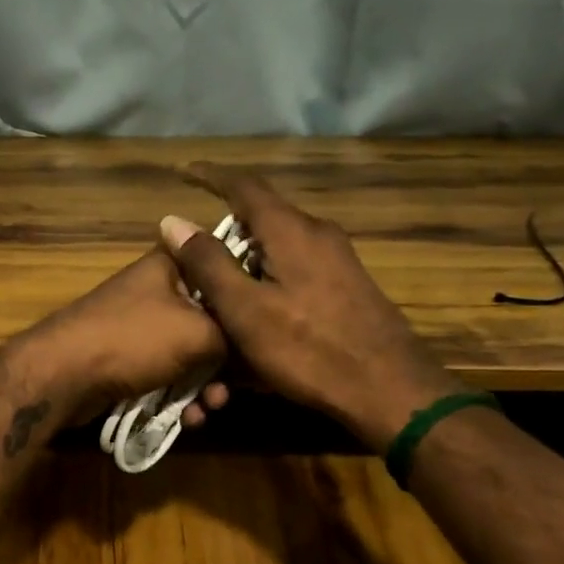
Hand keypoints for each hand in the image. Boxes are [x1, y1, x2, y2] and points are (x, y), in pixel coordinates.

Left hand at [5, 250, 232, 426]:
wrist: (64, 375)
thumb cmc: (134, 339)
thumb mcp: (199, 332)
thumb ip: (234, 334)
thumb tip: (253, 347)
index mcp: (172, 265)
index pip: (222, 268)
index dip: (247, 298)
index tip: (269, 326)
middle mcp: (157, 289)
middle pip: (211, 320)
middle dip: (227, 360)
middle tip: (234, 387)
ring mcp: (141, 325)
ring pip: (191, 354)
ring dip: (205, 386)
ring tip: (209, 409)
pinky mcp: (129, 358)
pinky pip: (167, 375)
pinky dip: (180, 396)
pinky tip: (189, 420)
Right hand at [159, 166, 463, 449]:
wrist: (389, 389)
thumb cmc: (308, 349)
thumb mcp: (245, 309)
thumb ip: (208, 263)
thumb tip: (174, 221)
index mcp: (291, 230)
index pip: (244, 186)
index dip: (211, 177)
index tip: (185, 173)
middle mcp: (318, 234)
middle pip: (263, 216)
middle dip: (226, 228)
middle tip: (194, 252)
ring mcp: (339, 260)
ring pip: (280, 246)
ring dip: (247, 258)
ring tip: (220, 288)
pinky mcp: (348, 287)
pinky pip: (296, 269)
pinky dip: (268, 278)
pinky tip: (257, 312)